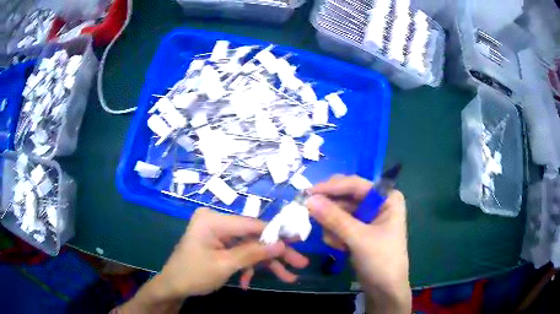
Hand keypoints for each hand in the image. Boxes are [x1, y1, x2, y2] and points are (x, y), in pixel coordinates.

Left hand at [118, 208, 307, 313]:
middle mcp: (217, 222)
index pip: (252, 225)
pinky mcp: (218, 244)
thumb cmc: (193, 274)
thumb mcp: (224, 265)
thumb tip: (281, 245)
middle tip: (299, 263)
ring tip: (288, 277)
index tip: (300, 240)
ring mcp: (218, 234)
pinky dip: (247, 267)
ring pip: (249, 247)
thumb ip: (253, 254)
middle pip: (253, 237)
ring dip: (265, 264)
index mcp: (213, 220)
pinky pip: (239, 253)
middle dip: (275, 253)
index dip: (277, 234)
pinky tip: (247, 282)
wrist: (172, 286)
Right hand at [306, 175, 410, 312]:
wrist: (385, 290)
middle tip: (310, 213)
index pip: (355, 184)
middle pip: (346, 196)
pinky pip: (339, 224)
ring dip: (333, 226)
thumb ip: (334, 218)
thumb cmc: (381, 261)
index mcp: (387, 198)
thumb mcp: (359, 238)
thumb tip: (309, 199)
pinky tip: (340, 248)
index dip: (331, 187)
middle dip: (330, 209)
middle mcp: (378, 203)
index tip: (308, 192)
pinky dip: (335, 234)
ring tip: (337, 244)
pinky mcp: (359, 231)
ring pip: (339, 211)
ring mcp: (368, 217)